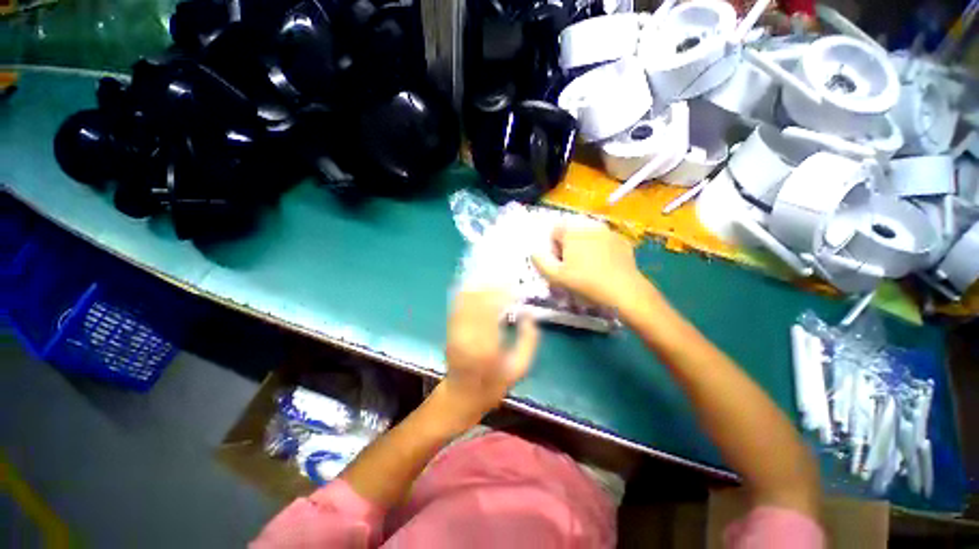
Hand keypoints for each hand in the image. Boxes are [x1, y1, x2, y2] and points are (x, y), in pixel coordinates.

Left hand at [443, 290, 538, 421]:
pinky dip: (467, 292)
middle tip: (506, 279)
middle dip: (491, 286)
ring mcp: (455, 331)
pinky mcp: (449, 329)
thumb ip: (528, 341)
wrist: (461, 396)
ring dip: (479, 286)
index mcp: (486, 348)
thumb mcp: (519, 368)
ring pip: (465, 300)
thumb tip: (529, 314)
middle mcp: (468, 336)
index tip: (514, 286)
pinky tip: (478, 285)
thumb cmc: (493, 385)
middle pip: (477, 301)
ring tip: (493, 279)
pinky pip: (457, 305)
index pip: (493, 311)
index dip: (503, 294)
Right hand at [531, 225, 648, 310]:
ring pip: (588, 236)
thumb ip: (540, 262)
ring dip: (584, 248)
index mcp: (572, 232)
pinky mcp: (622, 241)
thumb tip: (534, 252)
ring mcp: (608, 232)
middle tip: (572, 267)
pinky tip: (604, 267)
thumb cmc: (585, 283)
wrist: (624, 291)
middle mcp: (590, 226)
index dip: (553, 248)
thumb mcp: (556, 276)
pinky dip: (600, 250)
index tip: (560, 264)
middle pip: (572, 233)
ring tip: (588, 267)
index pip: (555, 231)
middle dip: (568, 247)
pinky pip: (604, 242)